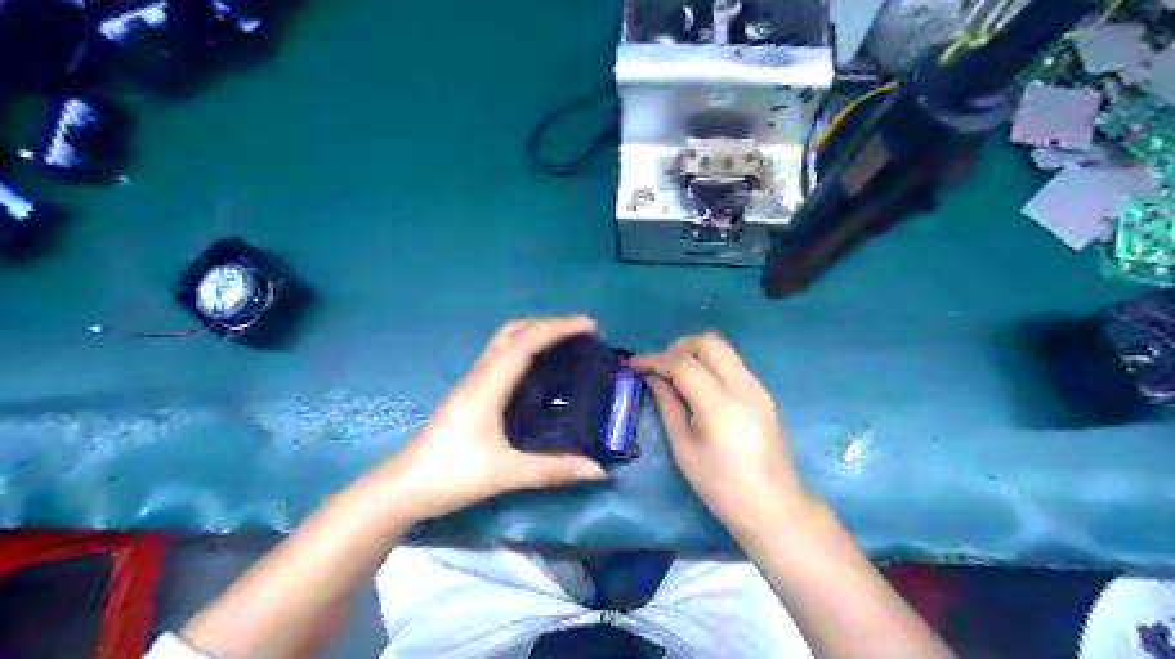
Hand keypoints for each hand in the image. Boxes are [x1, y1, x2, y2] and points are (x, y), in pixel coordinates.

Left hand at [383, 317, 604, 521]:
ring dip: (535, 336)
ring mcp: (471, 384)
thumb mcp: (505, 474)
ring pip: (504, 344)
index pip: (525, 343)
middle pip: (512, 332)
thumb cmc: (450, 476)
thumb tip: (598, 470)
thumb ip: (552, 470)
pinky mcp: (469, 395)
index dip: (558, 328)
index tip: (589, 326)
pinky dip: (525, 354)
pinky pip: (500, 360)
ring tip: (566, 347)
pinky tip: (541, 375)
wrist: (402, 488)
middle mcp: (479, 377)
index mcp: (487, 387)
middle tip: (579, 334)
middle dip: (547, 324)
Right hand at [634, 333, 807, 536]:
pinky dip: (711, 364)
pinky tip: (698, 387)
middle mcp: (742, 386)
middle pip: (709, 341)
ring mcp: (757, 387)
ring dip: (695, 353)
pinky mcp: (763, 393)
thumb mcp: (684, 449)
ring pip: (724, 349)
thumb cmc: (721, 486)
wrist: (772, 506)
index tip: (634, 365)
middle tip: (659, 367)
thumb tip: (653, 378)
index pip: (683, 364)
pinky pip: (733, 363)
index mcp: (719, 405)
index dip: (655, 359)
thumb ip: (668, 406)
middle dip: (678, 347)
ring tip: (675, 376)